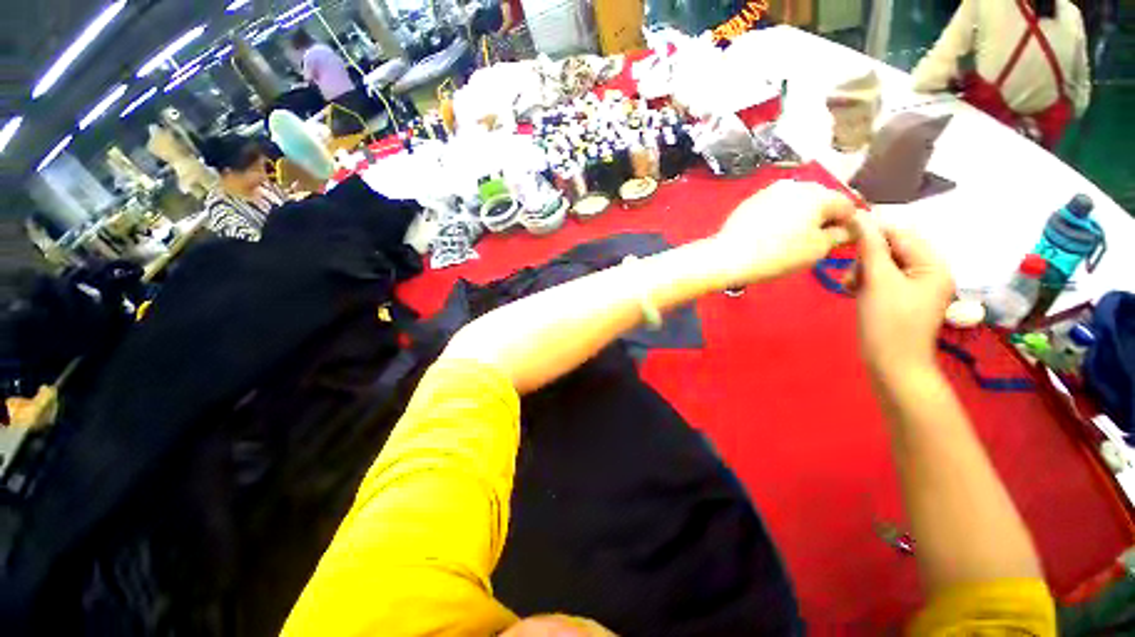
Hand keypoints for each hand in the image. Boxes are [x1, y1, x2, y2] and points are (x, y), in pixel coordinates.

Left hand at [711, 181, 855, 286]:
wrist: (730, 255)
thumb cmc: (778, 254)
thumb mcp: (817, 249)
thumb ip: (840, 235)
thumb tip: (847, 229)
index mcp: (818, 194)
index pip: (847, 205)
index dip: (849, 223)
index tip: (841, 240)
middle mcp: (796, 185)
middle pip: (821, 199)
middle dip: (824, 217)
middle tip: (816, 241)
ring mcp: (770, 190)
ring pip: (797, 201)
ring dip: (801, 215)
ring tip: (792, 238)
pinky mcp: (751, 200)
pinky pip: (775, 206)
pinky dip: (780, 216)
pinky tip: (771, 233)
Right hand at [850, 215, 954, 377]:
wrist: (891, 364)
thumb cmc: (888, 322)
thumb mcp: (878, 281)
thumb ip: (869, 247)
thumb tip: (859, 215)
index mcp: (933, 265)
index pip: (900, 234)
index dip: (872, 232)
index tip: (843, 237)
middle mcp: (927, 272)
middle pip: (891, 249)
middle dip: (866, 258)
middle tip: (850, 275)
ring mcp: (914, 287)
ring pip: (882, 265)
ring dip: (862, 271)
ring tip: (850, 287)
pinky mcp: (899, 299)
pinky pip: (880, 280)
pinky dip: (864, 282)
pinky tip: (853, 291)